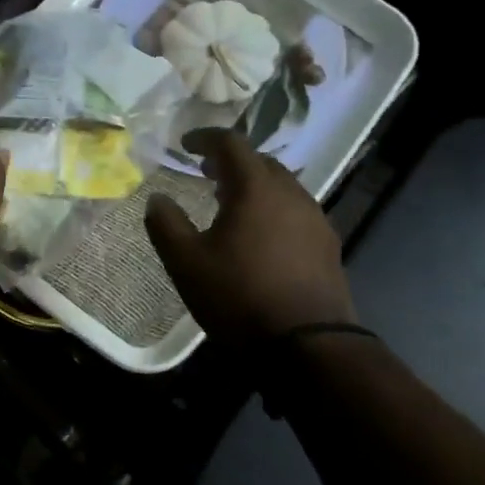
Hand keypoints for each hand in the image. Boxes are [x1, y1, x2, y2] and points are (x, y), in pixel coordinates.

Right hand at [144, 128, 356, 341]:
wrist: (307, 346)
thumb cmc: (238, 296)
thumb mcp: (186, 262)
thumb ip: (166, 224)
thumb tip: (157, 199)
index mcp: (256, 188)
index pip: (231, 143)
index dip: (205, 138)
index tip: (185, 144)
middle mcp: (291, 193)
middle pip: (260, 162)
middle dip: (230, 161)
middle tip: (205, 173)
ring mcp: (316, 219)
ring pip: (282, 186)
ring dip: (253, 185)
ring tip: (229, 203)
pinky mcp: (327, 245)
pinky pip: (295, 210)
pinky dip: (272, 208)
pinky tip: (260, 235)